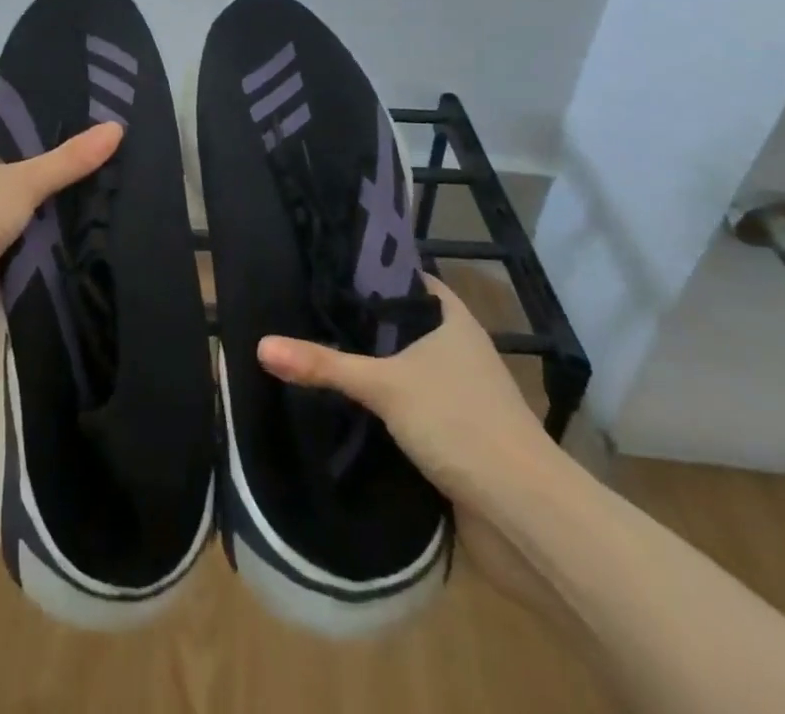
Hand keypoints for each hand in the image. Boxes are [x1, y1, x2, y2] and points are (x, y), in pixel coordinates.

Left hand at [0, 122, 122, 344]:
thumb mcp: (25, 181)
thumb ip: (69, 160)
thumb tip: (116, 128)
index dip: (24, 139)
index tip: (63, 139)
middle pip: (2, 180)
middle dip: (34, 183)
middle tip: (83, 174)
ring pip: (5, 218)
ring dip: (32, 221)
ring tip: (86, 208)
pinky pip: (7, 251)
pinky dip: (28, 252)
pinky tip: (66, 246)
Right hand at [256, 275, 569, 612]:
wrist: (524, 515)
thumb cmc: (459, 423)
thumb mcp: (383, 384)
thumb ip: (323, 364)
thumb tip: (261, 345)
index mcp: (452, 320)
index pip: (405, 278)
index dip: (369, 272)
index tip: (324, 269)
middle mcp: (458, 349)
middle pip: (400, 324)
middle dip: (359, 323)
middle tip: (305, 309)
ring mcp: (458, 394)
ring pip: (403, 367)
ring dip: (370, 366)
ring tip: (314, 348)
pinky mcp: (453, 433)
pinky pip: (408, 405)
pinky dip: (380, 403)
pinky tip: (342, 401)